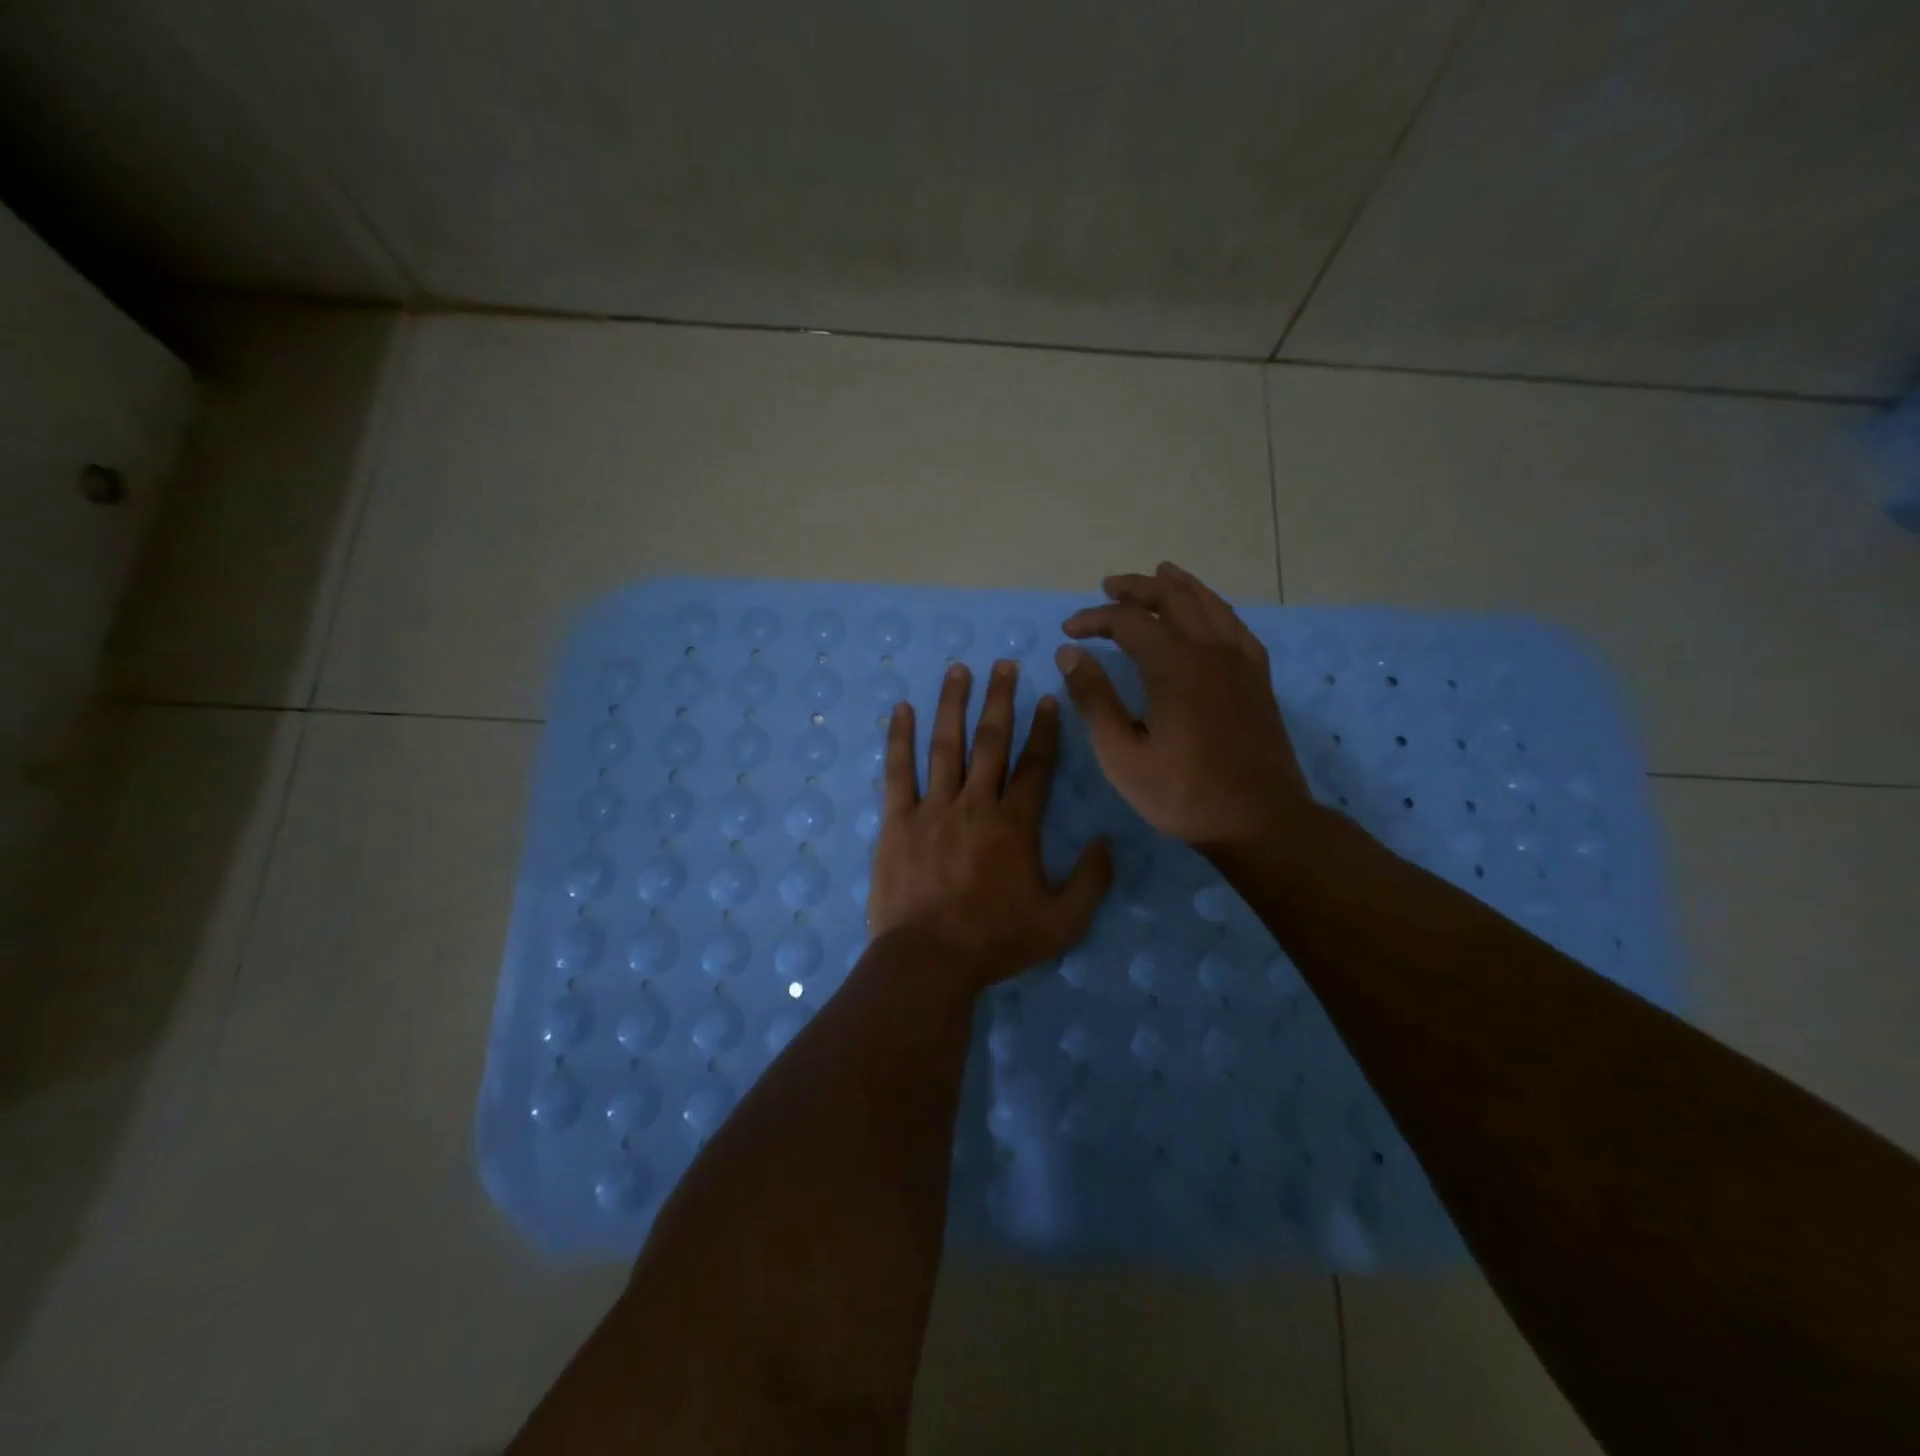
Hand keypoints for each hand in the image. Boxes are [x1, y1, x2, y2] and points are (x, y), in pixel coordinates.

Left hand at [867, 659, 1112, 989]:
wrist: (929, 960)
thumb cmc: (995, 941)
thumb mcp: (1062, 922)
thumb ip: (1091, 880)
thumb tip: (1107, 841)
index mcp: (1015, 824)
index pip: (1036, 765)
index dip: (1044, 730)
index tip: (1048, 698)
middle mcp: (975, 804)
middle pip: (991, 741)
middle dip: (1000, 699)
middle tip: (1003, 664)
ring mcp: (933, 808)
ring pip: (946, 745)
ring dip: (952, 705)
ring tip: (958, 670)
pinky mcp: (897, 820)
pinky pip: (898, 771)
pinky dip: (899, 738)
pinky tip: (902, 709)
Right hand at [1055, 561, 1312, 851]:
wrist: (1260, 821)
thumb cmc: (1183, 794)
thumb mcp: (1122, 755)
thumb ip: (1094, 699)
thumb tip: (1070, 653)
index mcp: (1174, 666)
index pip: (1128, 621)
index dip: (1094, 619)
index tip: (1069, 631)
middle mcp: (1210, 649)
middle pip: (1171, 596)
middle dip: (1135, 587)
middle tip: (1107, 587)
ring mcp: (1240, 660)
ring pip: (1207, 602)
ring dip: (1176, 586)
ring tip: (1155, 575)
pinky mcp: (1258, 675)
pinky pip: (1233, 623)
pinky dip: (1212, 606)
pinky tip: (1204, 611)